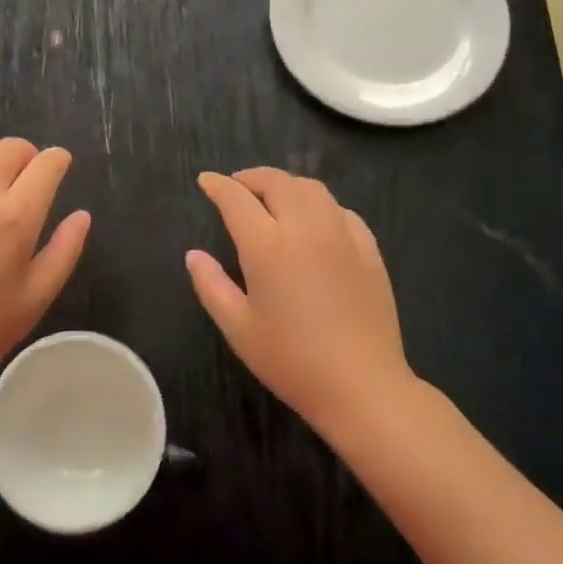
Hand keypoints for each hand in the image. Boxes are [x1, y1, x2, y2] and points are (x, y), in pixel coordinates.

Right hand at [186, 168, 415, 438]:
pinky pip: (340, 210)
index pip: (236, 198)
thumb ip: (211, 285)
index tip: (206, 180)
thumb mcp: (238, 328)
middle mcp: (305, 227)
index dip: (218, 185)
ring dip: (286, 184)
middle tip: (237, 188)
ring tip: (273, 197)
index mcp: (267, 246)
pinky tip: (314, 220)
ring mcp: (341, 234)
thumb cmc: (291, 361)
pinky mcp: (369, 248)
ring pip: (311, 188)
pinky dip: (319, 204)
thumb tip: (194, 254)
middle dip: (251, 177)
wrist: (362, 386)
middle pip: (276, 182)